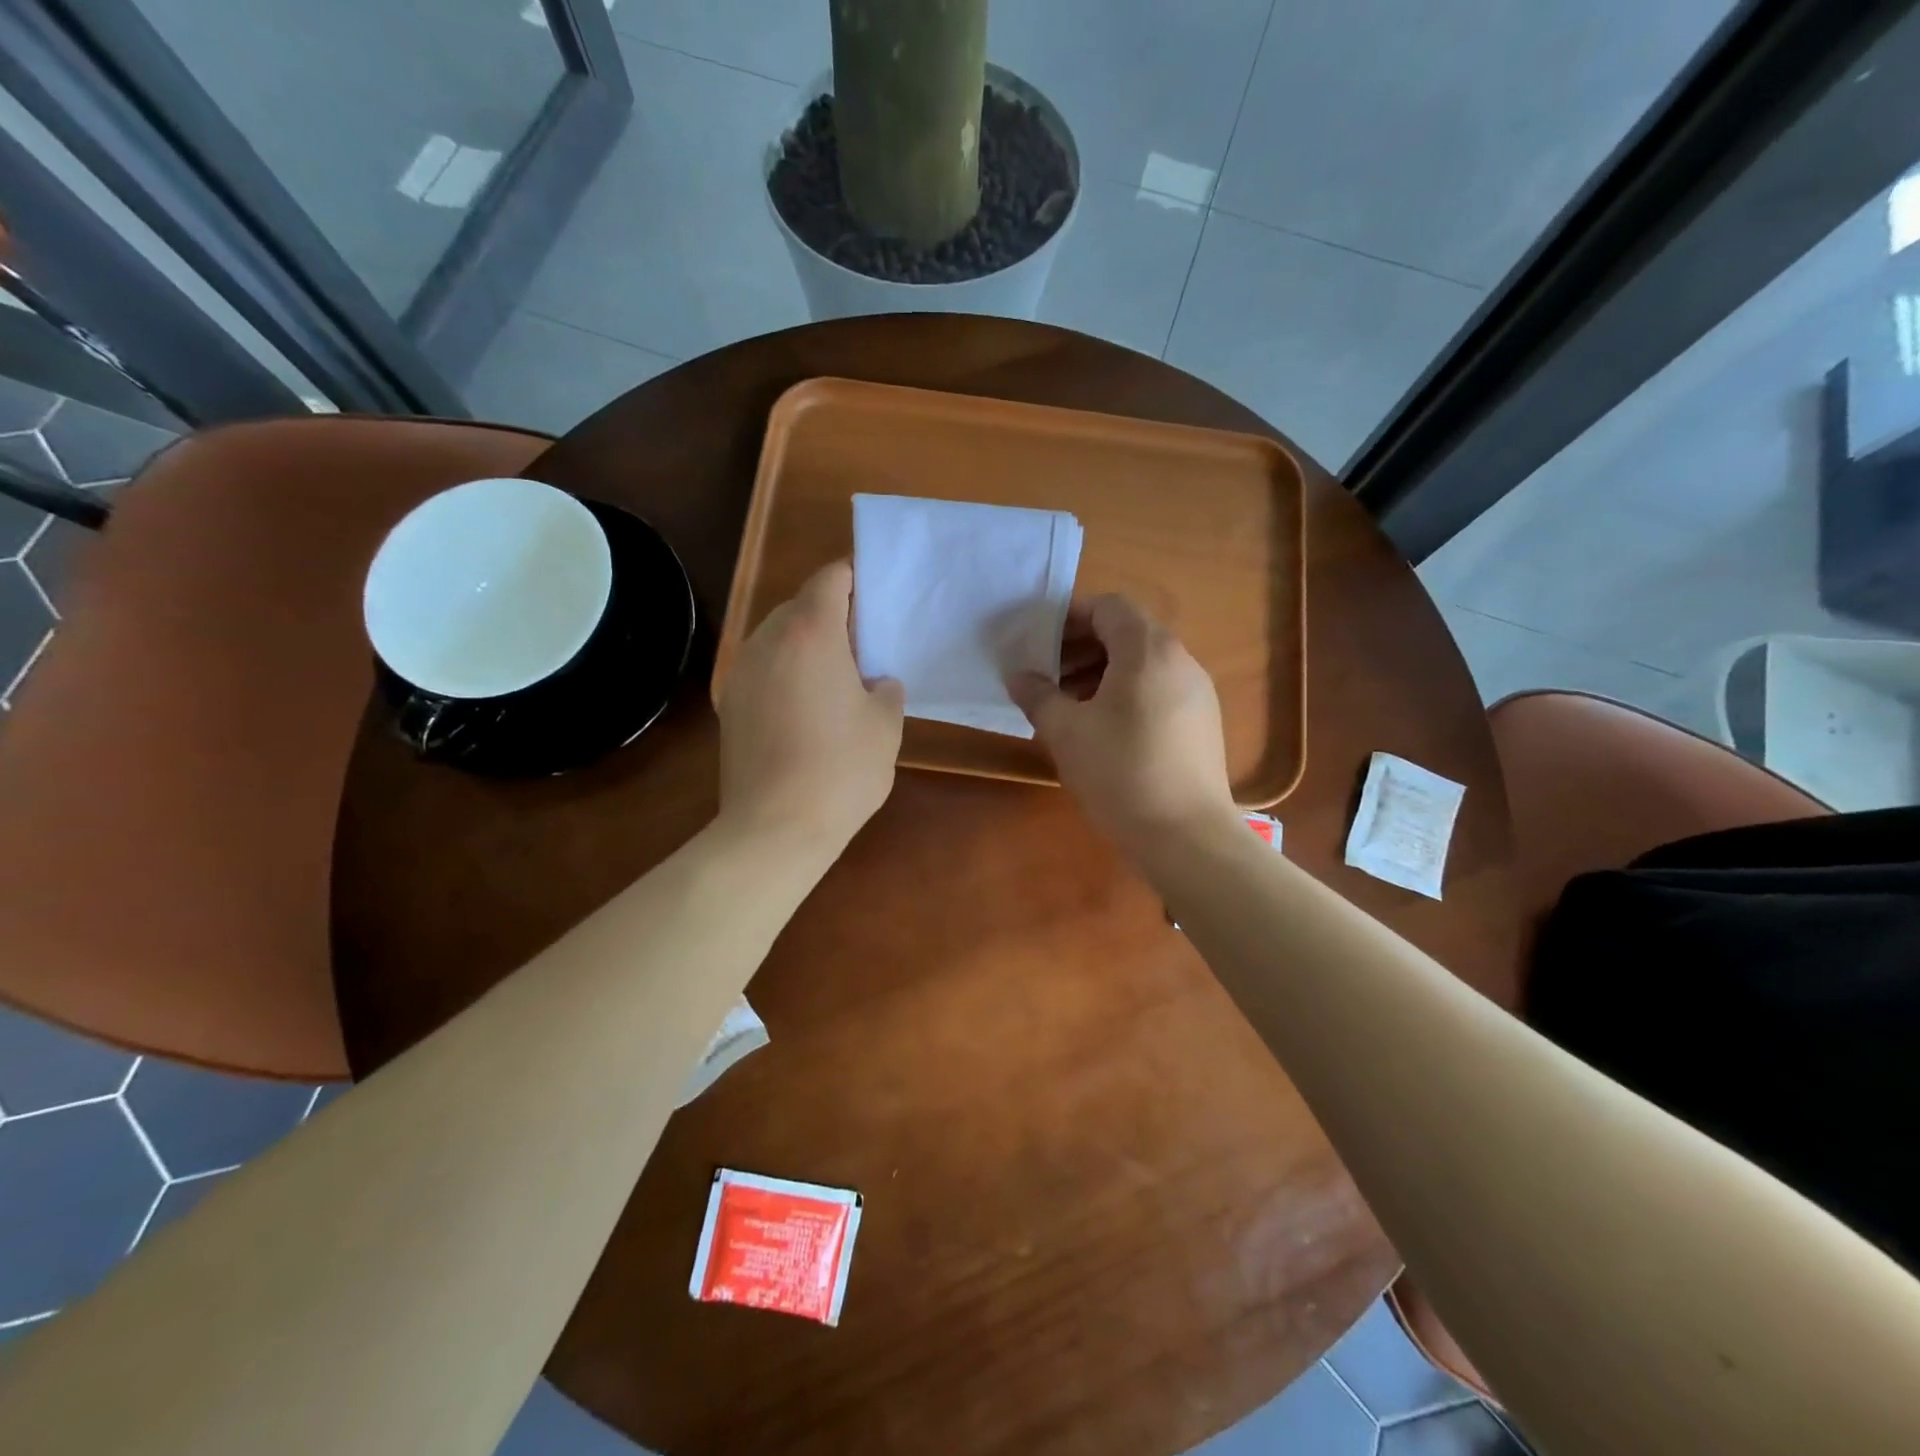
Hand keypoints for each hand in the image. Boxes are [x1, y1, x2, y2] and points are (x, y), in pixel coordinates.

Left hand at [717, 560, 903, 850]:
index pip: (829, 579)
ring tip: (834, 678)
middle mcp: (767, 642)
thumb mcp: (885, 726)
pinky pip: (763, 670)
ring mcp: (741, 674)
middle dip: (830, 615)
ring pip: (776, 638)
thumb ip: (886, 690)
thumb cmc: (841, 770)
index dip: (852, 577)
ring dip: (805, 645)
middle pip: (799, 606)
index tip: (874, 593)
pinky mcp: (730, 706)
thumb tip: (876, 682)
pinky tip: (805, 709)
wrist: (775, 828)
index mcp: (810, 634)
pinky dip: (785, 673)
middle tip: (862, 644)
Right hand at [1008, 594, 1235, 850]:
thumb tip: (1018, 675)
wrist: (1186, 836)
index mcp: (1148, 650)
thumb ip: (1038, 695)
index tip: (1039, 643)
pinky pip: (1158, 688)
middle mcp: (1179, 660)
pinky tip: (1102, 729)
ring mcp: (1196, 691)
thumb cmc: (1120, 772)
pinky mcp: (1202, 722)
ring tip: (1069, 705)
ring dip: (1102, 672)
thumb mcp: (1066, 732)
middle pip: (1127, 632)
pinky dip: (1126, 693)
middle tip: (1048, 676)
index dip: (1070, 617)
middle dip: (1082, 647)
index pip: (1108, 607)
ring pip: (1143, 663)